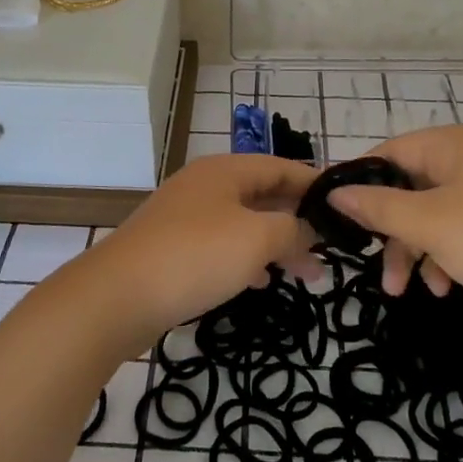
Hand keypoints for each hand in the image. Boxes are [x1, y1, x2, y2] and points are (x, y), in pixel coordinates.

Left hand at [89, 153, 317, 342]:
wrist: (117, 295)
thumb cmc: (195, 256)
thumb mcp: (256, 238)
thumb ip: (291, 229)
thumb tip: (307, 230)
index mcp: (226, 170)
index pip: (281, 166)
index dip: (315, 183)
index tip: (345, 204)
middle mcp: (206, 185)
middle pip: (263, 193)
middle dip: (298, 219)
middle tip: (331, 247)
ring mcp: (186, 216)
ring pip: (244, 222)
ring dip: (275, 243)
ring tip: (306, 273)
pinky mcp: (173, 247)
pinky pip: (221, 245)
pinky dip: (246, 259)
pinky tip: (260, 282)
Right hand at [329, 124, 462, 330]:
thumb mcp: (430, 224)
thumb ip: (379, 208)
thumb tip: (335, 193)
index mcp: (455, 144)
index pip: (390, 152)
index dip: (361, 183)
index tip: (336, 216)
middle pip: (411, 187)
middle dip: (392, 231)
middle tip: (376, 267)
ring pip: (434, 213)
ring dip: (416, 250)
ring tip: (406, 290)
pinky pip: (462, 229)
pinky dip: (446, 255)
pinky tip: (445, 288)